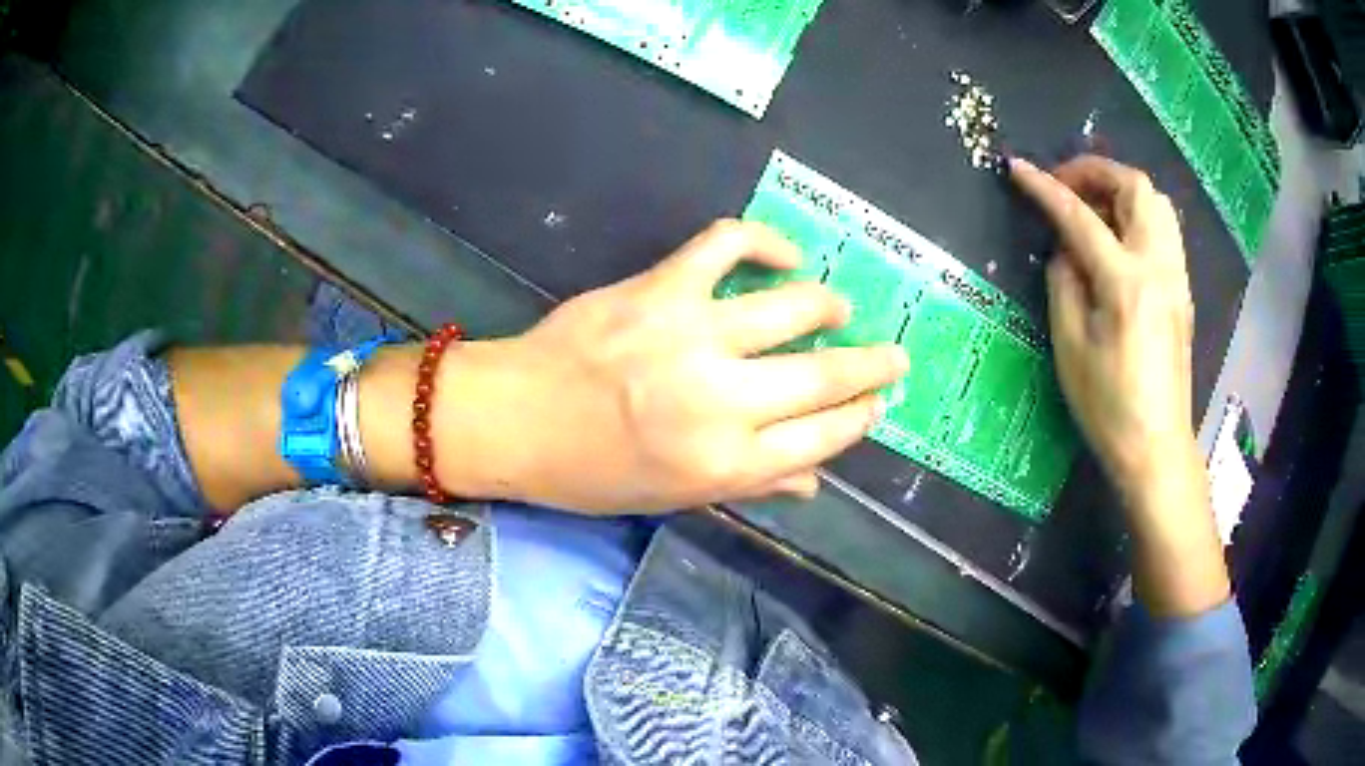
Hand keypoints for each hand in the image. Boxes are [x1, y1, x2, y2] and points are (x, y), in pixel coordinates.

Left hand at [430, 220, 908, 513]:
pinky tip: (783, 254)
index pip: (822, 437)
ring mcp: (692, 335)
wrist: (513, 419)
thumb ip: (751, 487)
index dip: (859, 418)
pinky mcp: (661, 287)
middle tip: (894, 357)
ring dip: (830, 305)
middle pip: (825, 376)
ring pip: (793, 307)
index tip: (876, 404)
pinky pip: (727, 244)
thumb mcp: (673, 497)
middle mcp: (722, 400)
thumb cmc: (590, 472)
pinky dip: (764, 241)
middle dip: (873, 366)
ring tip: (841, 307)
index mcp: (725, 462)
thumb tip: (815, 481)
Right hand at [1011, 155, 1195, 496]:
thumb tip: (1065, 249)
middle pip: (1135, 187)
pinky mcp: (1181, 290)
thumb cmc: (1108, 407)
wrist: (1156, 447)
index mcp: (1126, 283)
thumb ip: (1064, 283)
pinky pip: (1164, 229)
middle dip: (1095, 172)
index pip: (1080, 218)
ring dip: (1121, 190)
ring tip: (1093, 208)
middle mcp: (1158, 267)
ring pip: (1157, 202)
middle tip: (1066, 188)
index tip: (1018, 170)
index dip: (1046, 188)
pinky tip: (1119, 239)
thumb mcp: (1070, 347)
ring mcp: (1176, 277)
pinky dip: (1138, 215)